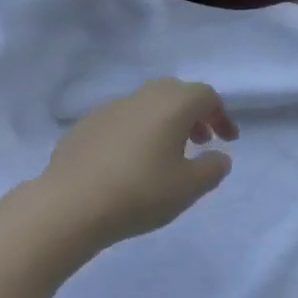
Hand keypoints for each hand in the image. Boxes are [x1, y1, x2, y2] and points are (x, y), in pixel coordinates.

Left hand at [38, 79, 238, 250]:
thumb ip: (212, 169)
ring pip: (147, 104)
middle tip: (200, 141)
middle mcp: (143, 97)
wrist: (70, 204)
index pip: (206, 96)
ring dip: (164, 122)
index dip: (221, 115)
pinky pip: (122, 120)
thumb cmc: (140, 193)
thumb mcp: (188, 188)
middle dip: (193, 114)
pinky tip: (130, 163)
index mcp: (173, 104)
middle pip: (176, 93)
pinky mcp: (86, 124)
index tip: (228, 141)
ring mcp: (111, 108)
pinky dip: (137, 132)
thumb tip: (219, 156)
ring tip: (166, 154)